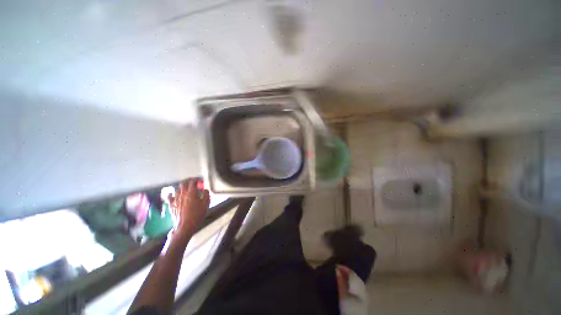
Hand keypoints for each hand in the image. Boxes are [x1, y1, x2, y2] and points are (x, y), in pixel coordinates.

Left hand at [169, 179, 209, 236]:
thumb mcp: (206, 204)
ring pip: (177, 189)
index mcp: (191, 192)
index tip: (201, 181)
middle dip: (189, 181)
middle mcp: (182, 194)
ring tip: (186, 189)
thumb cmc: (197, 214)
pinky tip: (172, 194)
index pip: (193, 181)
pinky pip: (169, 197)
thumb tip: (205, 190)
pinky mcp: (171, 205)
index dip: (197, 180)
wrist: (185, 226)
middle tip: (194, 182)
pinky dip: (171, 194)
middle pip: (183, 183)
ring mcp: (175, 199)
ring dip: (182, 187)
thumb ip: (206, 194)